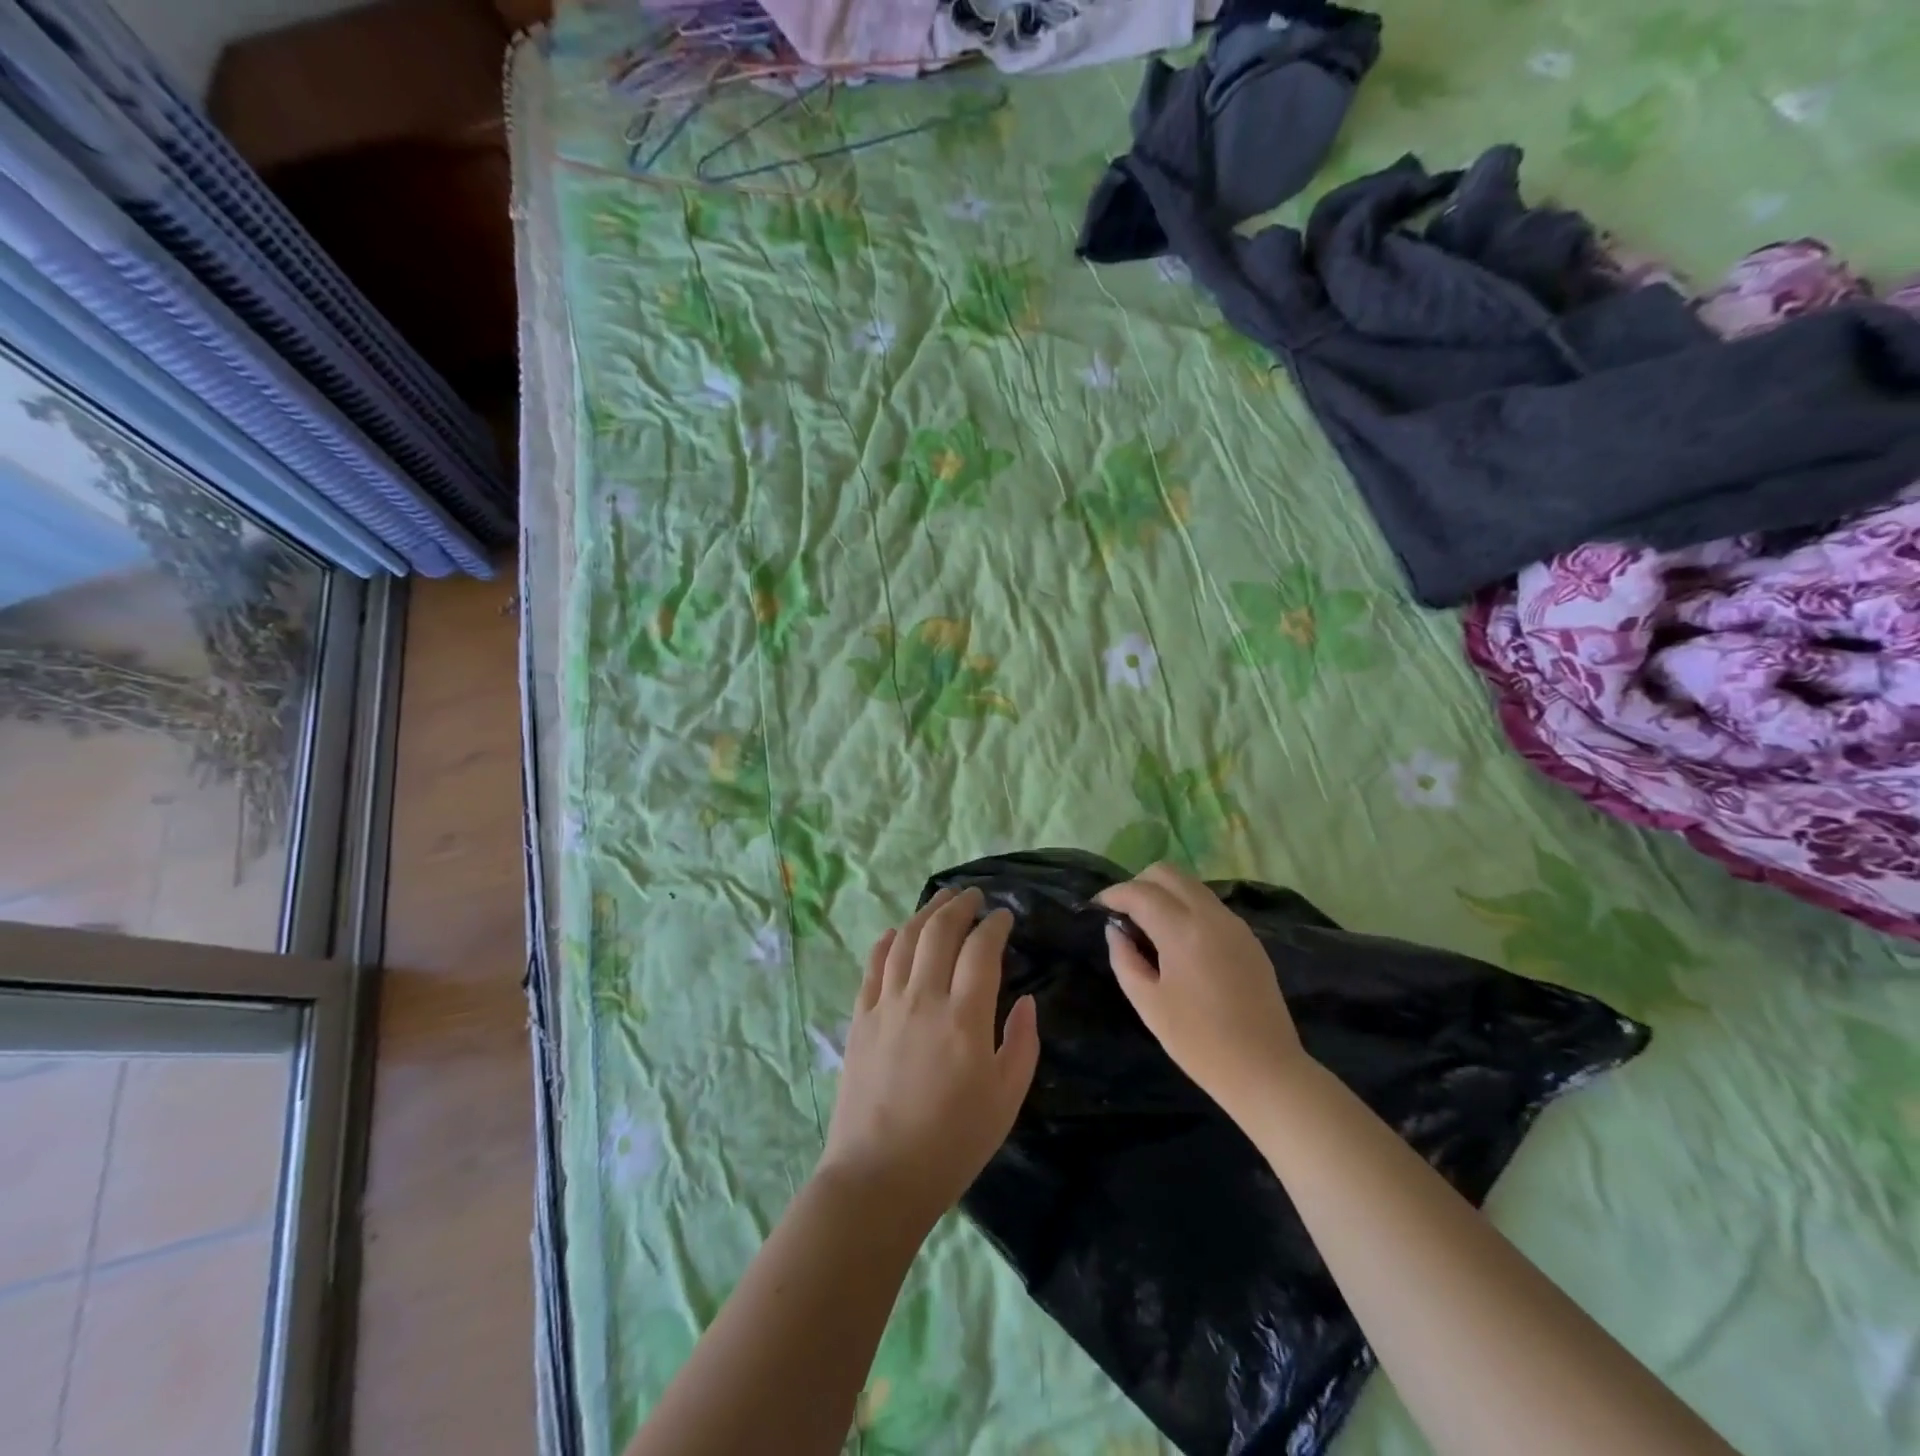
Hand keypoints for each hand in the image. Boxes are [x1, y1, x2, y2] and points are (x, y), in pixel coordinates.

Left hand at [820, 887, 1039, 1228]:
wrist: (878, 1177)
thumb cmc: (953, 1144)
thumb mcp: (1006, 1101)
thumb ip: (1022, 1044)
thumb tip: (1027, 1001)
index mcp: (965, 1018)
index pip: (981, 950)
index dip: (995, 925)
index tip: (1004, 916)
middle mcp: (923, 999)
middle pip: (940, 932)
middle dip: (960, 906)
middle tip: (974, 895)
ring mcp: (886, 1005)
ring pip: (905, 940)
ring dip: (926, 913)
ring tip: (942, 900)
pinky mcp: (860, 1019)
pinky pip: (873, 966)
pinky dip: (887, 942)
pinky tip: (896, 932)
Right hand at [1097, 862, 1302, 1114]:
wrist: (1266, 1070)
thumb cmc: (1199, 1042)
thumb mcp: (1148, 1003)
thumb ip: (1125, 959)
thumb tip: (1116, 930)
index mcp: (1183, 931)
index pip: (1140, 892)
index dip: (1113, 894)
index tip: (1097, 907)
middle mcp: (1211, 915)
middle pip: (1168, 873)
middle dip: (1139, 884)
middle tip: (1123, 913)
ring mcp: (1234, 924)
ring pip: (1191, 885)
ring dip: (1164, 893)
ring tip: (1148, 926)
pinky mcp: (1248, 938)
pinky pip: (1209, 905)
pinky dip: (1186, 907)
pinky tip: (1178, 940)